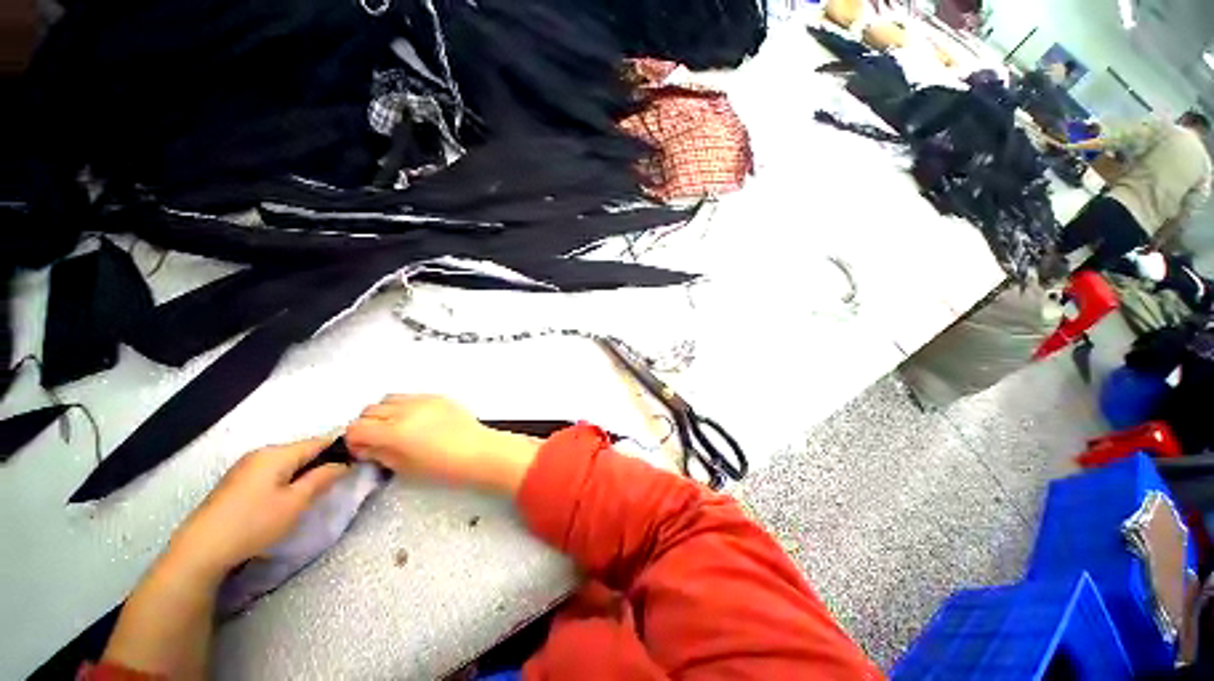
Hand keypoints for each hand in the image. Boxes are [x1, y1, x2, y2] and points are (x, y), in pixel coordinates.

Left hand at [167, 438, 348, 582]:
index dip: (340, 449)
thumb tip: (343, 462)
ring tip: (314, 491)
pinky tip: (287, 498)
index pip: (318, 442)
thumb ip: (322, 478)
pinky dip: (287, 479)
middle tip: (337, 481)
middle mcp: (260, 453)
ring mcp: (245, 467)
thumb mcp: (296, 502)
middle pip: (302, 451)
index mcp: (276, 453)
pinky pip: (272, 472)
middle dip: (321, 461)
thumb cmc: (254, 523)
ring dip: (304, 472)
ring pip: (287, 462)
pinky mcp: (237, 482)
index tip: (357, 461)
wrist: (201, 550)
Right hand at [346, 395, 539, 494]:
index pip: (356, 428)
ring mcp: (424, 400)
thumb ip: (380, 454)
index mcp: (394, 431)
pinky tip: (417, 420)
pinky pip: (411, 396)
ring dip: (385, 412)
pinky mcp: (439, 396)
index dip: (354, 440)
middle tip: (377, 440)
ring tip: (397, 428)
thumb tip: (365, 447)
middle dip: (367, 425)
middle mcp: (406, 410)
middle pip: (369, 410)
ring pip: (389, 399)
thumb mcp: (405, 468)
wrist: (480, 451)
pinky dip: (405, 406)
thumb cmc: (444, 467)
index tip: (362, 450)